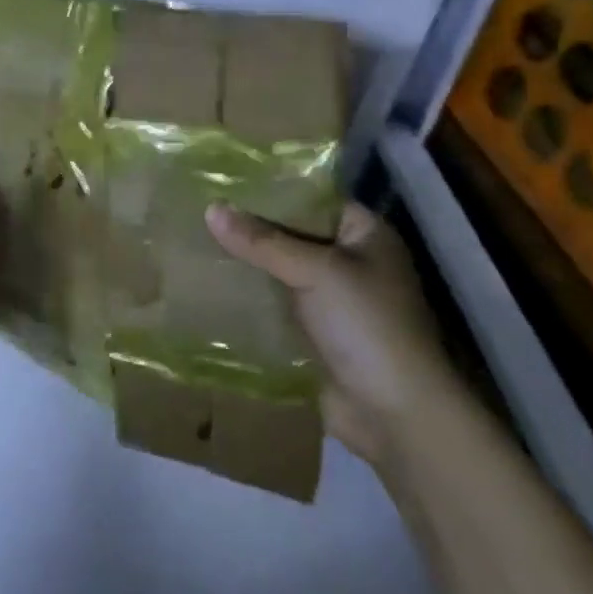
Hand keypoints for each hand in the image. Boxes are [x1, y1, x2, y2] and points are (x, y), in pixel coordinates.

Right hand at [206, 201, 461, 469]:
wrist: (396, 415)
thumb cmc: (366, 326)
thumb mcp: (314, 271)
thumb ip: (262, 241)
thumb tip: (210, 209)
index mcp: (366, 235)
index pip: (313, 197)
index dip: (272, 187)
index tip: (225, 178)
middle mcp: (351, 261)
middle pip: (293, 233)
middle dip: (252, 226)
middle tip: (201, 207)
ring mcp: (333, 300)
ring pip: (281, 269)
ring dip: (247, 262)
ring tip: (196, 240)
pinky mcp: (315, 333)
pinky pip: (275, 304)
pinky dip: (250, 296)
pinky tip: (210, 283)